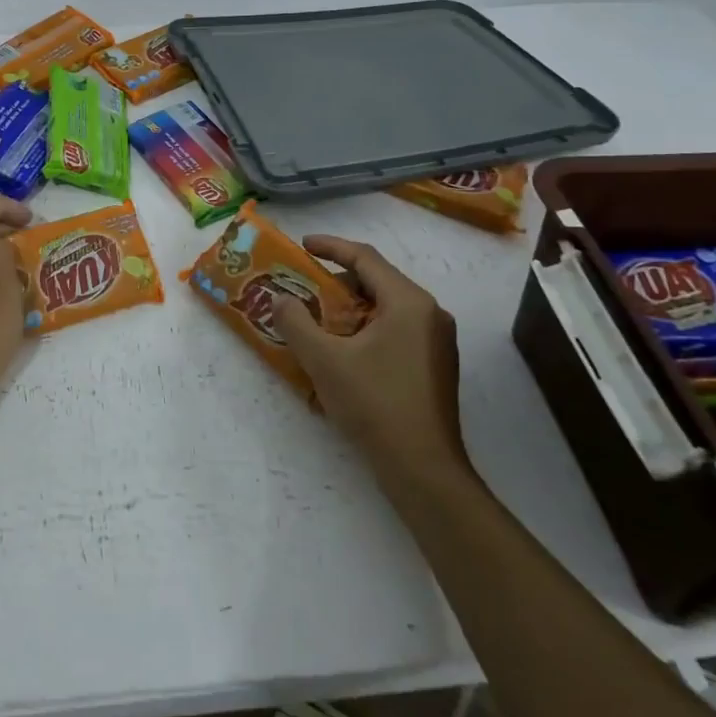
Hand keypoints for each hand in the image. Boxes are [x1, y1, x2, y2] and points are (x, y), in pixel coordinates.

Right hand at [272, 236, 469, 484]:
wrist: (423, 470)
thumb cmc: (375, 404)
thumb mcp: (324, 360)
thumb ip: (296, 322)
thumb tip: (279, 299)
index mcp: (408, 302)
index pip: (365, 258)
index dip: (330, 247)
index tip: (302, 246)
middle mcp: (429, 313)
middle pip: (377, 281)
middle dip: (337, 282)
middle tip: (303, 289)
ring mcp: (436, 341)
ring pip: (386, 309)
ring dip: (349, 309)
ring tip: (317, 321)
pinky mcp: (434, 366)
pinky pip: (395, 331)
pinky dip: (365, 330)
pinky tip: (342, 352)